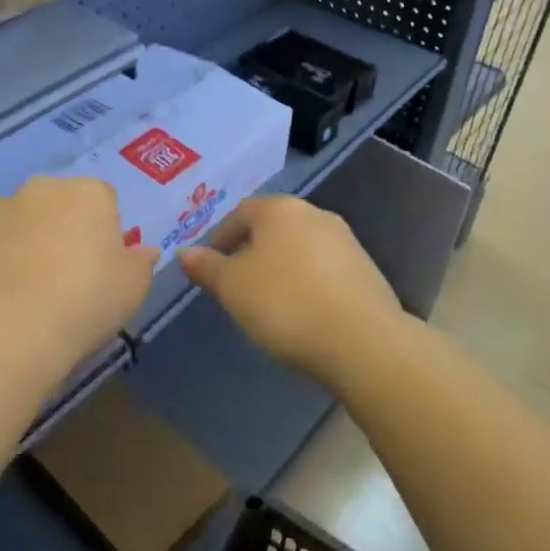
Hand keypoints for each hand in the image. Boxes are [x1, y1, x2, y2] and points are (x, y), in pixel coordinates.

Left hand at [0, 176, 158, 371]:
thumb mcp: (134, 288)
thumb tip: (144, 250)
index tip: (99, 266)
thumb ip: (141, 261)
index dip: (102, 232)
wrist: (11, 328)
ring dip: (24, 241)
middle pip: (58, 204)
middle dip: (61, 229)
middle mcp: (43, 188)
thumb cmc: (86, 302)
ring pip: (19, 220)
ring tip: (25, 289)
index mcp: (90, 193)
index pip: (103, 201)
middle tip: (64, 275)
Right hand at [178, 197, 402, 383]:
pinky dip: (305, 284)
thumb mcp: (231, 287)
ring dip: (279, 269)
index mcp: (279, 209)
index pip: (239, 214)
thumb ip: (206, 267)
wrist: (363, 341)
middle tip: (235, 287)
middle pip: (271, 229)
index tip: (210, 269)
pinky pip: (322, 270)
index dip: (219, 240)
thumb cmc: (285, 304)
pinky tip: (301, 312)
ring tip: (267, 304)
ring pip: (297, 249)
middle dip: (250, 253)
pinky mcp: (365, 270)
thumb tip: (184, 253)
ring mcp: (345, 241)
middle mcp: (314, 214)